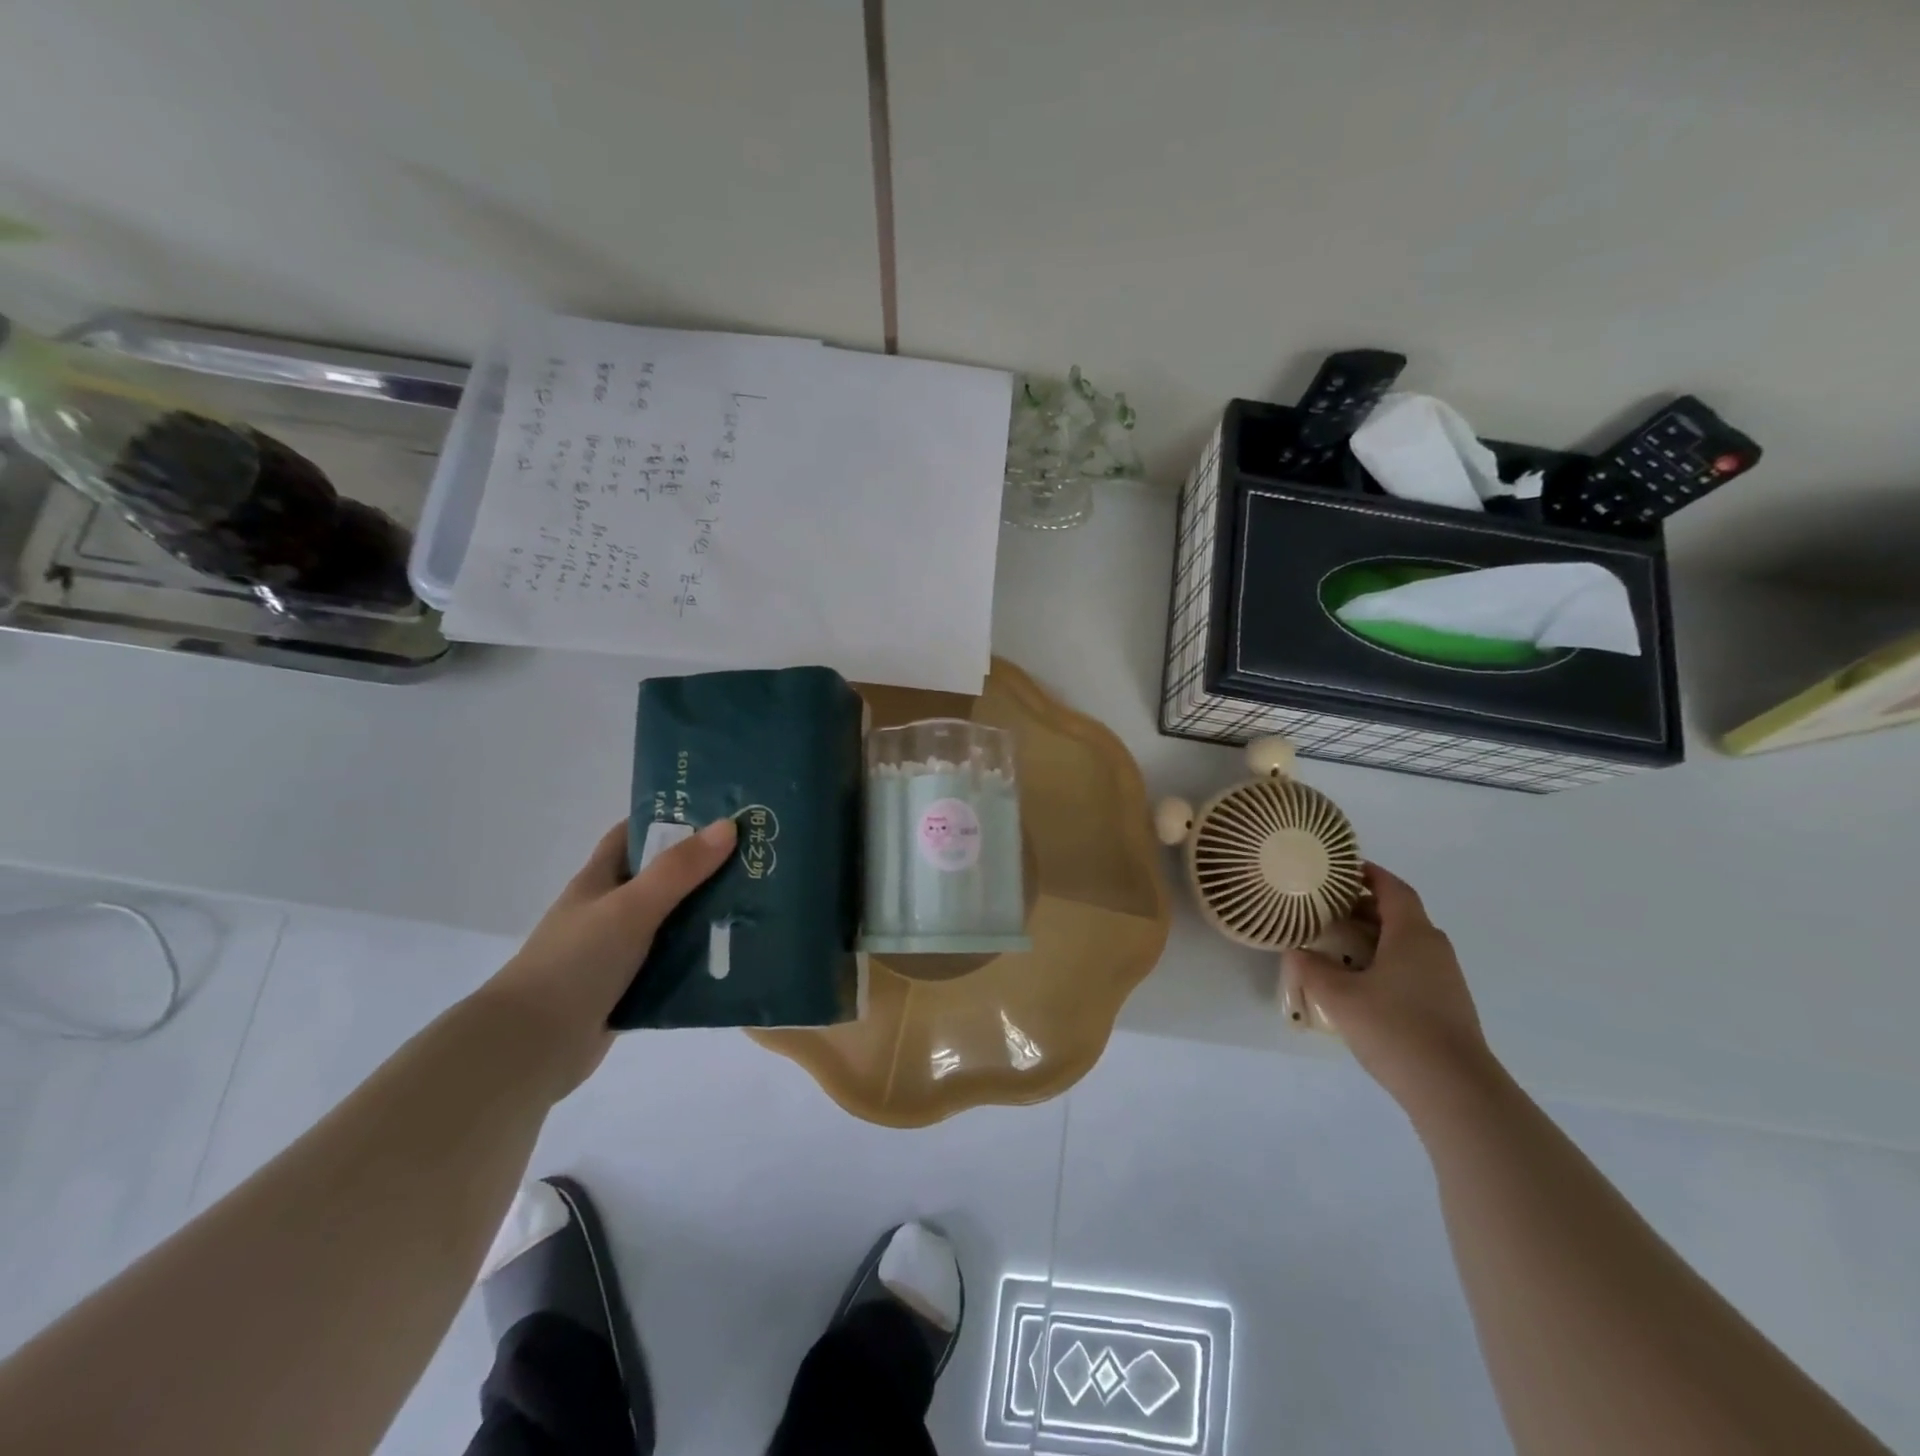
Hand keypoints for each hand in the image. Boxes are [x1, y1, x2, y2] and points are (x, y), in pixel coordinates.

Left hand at [479, 817, 736, 1095]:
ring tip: (758, 904)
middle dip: (702, 867)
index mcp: (599, 880)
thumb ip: (678, 870)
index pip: (632, 834)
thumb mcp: (630, 907)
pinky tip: (736, 955)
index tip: (717, 813)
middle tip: (754, 859)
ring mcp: (618, 950)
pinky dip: (699, 957)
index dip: (668, 819)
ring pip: (671, 922)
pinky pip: (673, 963)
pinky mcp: (629, 987)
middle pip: (661, 877)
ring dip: (707, 914)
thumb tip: (728, 825)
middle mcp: (608, 910)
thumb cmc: (576, 963)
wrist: (531, 1047)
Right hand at [1283, 863, 1493, 1110]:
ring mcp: (1444, 977)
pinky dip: (1384, 958)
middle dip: (1363, 905)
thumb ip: (1312, 968)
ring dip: (1373, 934)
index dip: (1368, 874)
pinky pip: (1411, 965)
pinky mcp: (1445, 1003)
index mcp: (1412, 934)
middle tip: (1326, 906)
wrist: (1455, 1090)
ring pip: (1405, 941)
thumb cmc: (1395, 1029)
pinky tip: (1359, 978)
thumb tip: (1296, 951)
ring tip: (1335, 941)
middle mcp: (1433, 948)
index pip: (1392, 889)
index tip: (1340, 868)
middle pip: (1399, 913)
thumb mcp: (1339, 996)